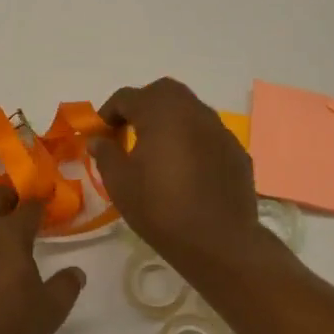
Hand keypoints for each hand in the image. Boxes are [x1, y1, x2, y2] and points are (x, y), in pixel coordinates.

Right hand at [90, 77, 264, 275]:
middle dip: (142, 105)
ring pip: (189, 110)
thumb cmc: (160, 209)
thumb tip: (97, 139)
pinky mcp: (236, 150)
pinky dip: (191, 140)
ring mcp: (220, 129)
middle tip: (128, 132)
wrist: (218, 241)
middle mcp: (193, 111)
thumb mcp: (120, 183)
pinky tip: (185, 168)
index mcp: (161, 112)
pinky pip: (207, 134)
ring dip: (169, 120)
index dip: (108, 113)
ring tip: (156, 150)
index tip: (100, 135)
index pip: (127, 97)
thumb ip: (106, 153)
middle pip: (163, 92)